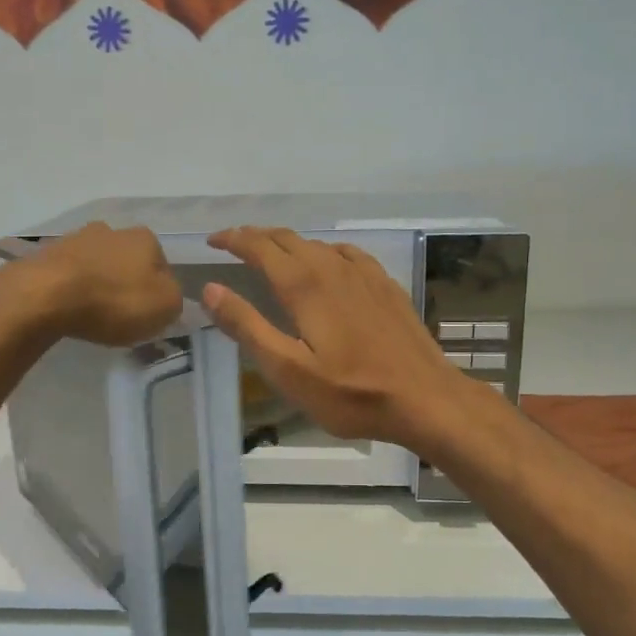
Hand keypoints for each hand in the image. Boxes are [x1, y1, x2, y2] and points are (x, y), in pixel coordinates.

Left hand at [17, 222, 183, 345]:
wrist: (47, 295)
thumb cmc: (115, 300)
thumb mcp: (166, 306)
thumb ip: (174, 298)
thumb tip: (166, 294)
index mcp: (145, 238)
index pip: (162, 265)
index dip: (158, 291)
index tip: (148, 313)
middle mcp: (112, 230)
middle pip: (127, 261)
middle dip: (126, 283)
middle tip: (121, 314)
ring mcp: (76, 239)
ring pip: (97, 265)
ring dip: (98, 284)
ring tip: (93, 314)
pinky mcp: (47, 255)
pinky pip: (70, 275)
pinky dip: (73, 290)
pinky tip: (70, 309)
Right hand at [202, 227, 476, 451]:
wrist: (425, 398)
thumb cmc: (351, 393)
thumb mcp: (289, 370)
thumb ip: (248, 327)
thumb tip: (210, 290)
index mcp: (305, 286)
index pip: (261, 248)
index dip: (233, 240)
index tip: (213, 241)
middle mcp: (333, 269)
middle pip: (288, 239)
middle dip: (256, 237)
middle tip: (233, 244)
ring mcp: (365, 275)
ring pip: (317, 244)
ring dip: (288, 243)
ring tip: (271, 253)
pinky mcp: (386, 287)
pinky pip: (347, 254)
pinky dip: (323, 251)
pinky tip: (327, 263)